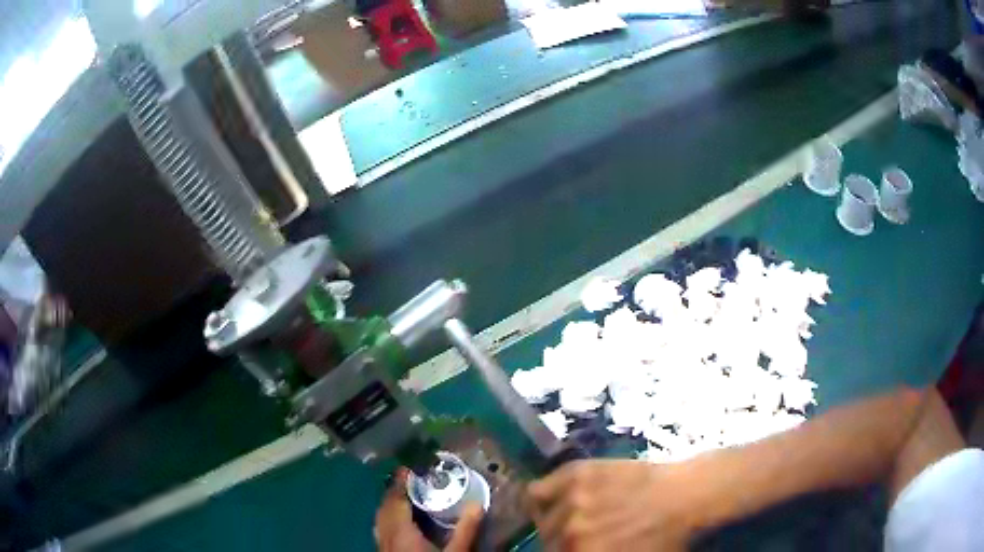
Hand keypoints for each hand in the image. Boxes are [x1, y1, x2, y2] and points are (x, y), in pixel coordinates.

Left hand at [375, 468, 483, 551]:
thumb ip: (465, 530)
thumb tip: (477, 504)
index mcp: (401, 531)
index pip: (396, 501)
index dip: (400, 483)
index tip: (407, 468)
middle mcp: (386, 534)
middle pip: (384, 507)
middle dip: (393, 492)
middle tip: (407, 480)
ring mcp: (381, 544)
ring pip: (379, 518)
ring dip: (388, 504)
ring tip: (401, 497)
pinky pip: (380, 528)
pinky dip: (386, 517)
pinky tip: (396, 522)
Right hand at [527, 460, 703, 551]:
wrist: (687, 495)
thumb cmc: (665, 537)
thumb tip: (581, 551)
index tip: (575, 547)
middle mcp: (570, 533)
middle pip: (547, 542)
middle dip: (561, 542)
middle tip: (580, 535)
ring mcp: (572, 501)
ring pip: (541, 519)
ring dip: (553, 521)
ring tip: (573, 516)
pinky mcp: (575, 474)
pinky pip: (537, 490)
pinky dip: (540, 497)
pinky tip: (556, 499)